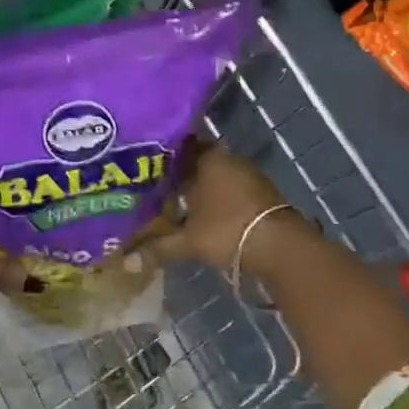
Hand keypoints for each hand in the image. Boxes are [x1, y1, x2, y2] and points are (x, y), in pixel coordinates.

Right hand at [134, 142, 311, 280]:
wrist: (282, 248)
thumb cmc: (228, 231)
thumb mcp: (189, 241)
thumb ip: (158, 247)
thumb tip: (125, 261)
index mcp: (208, 158)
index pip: (179, 147)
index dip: (161, 158)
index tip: (143, 167)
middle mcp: (228, 159)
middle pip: (197, 162)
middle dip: (179, 176)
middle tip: (155, 188)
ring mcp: (248, 175)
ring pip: (215, 176)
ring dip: (200, 188)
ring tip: (175, 204)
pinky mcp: (261, 192)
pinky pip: (230, 188)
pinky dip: (217, 198)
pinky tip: (204, 214)